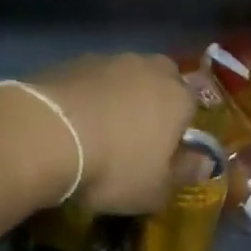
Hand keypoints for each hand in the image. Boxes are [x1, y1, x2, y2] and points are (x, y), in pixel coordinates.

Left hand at [17, 54, 196, 214]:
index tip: (164, 151)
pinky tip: (70, 120)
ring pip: (122, 75)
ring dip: (116, 95)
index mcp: (178, 97)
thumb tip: (203, 163)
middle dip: (152, 100)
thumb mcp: (155, 190)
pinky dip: (85, 95)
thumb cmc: (113, 167)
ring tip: (97, 128)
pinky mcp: (71, 62)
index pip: (192, 104)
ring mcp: (107, 60)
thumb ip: (184, 174)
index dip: (180, 127)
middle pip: (160, 79)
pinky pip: (88, 79)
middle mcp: (148, 69)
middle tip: (134, 133)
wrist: (46, 135)